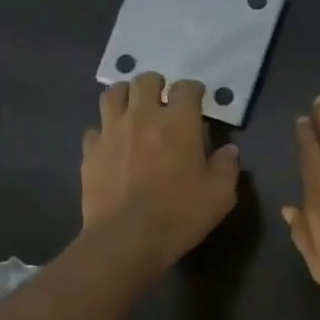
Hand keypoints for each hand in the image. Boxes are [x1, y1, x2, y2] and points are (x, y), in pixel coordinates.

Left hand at [82, 74, 239, 271]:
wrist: (127, 238)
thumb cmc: (180, 214)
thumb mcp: (220, 194)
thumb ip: (227, 167)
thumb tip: (229, 150)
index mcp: (179, 122)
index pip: (186, 88)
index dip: (194, 90)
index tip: (198, 99)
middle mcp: (143, 116)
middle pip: (145, 81)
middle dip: (157, 85)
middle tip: (164, 100)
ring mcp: (111, 131)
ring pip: (113, 94)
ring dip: (126, 96)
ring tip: (134, 109)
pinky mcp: (90, 151)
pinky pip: (95, 129)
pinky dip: (105, 131)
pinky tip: (113, 144)